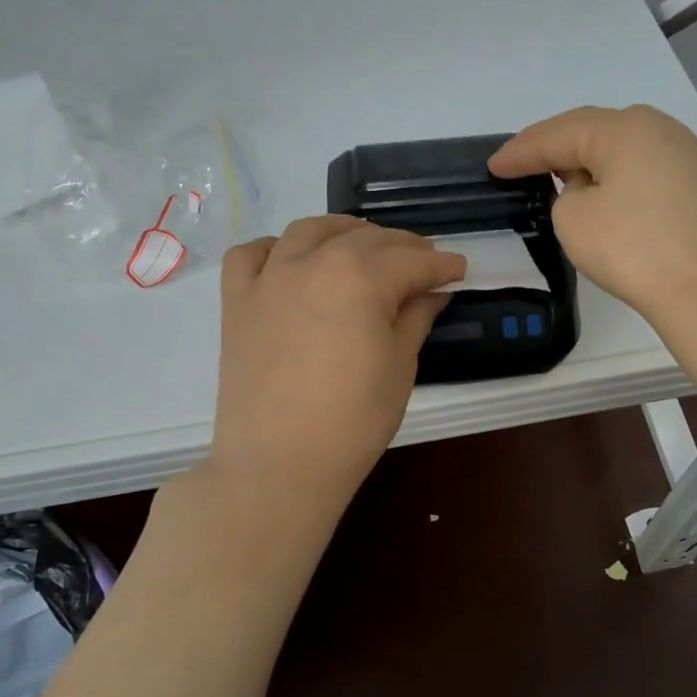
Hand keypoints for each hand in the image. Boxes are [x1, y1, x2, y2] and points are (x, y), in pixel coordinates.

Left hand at [206, 216, 465, 522]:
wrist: (278, 465)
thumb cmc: (352, 421)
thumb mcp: (399, 368)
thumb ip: (415, 318)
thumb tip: (431, 292)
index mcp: (360, 277)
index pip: (412, 261)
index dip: (441, 265)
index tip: (459, 270)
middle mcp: (312, 261)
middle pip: (365, 238)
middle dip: (401, 246)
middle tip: (423, 262)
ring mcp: (269, 278)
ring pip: (308, 231)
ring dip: (342, 232)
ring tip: (362, 246)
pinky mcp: (237, 301)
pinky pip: (250, 254)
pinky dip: (275, 249)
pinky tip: (291, 262)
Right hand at [488, 105, 696, 326]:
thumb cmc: (631, 248)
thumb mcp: (573, 218)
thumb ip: (566, 193)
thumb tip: (589, 190)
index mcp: (623, 128)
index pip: (557, 135)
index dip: (520, 152)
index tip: (492, 167)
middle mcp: (655, 127)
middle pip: (589, 129)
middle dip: (550, 147)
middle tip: (515, 163)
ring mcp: (680, 152)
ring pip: (616, 145)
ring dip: (581, 157)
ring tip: (550, 172)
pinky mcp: (692, 181)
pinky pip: (637, 164)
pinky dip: (609, 171)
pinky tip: (594, 186)